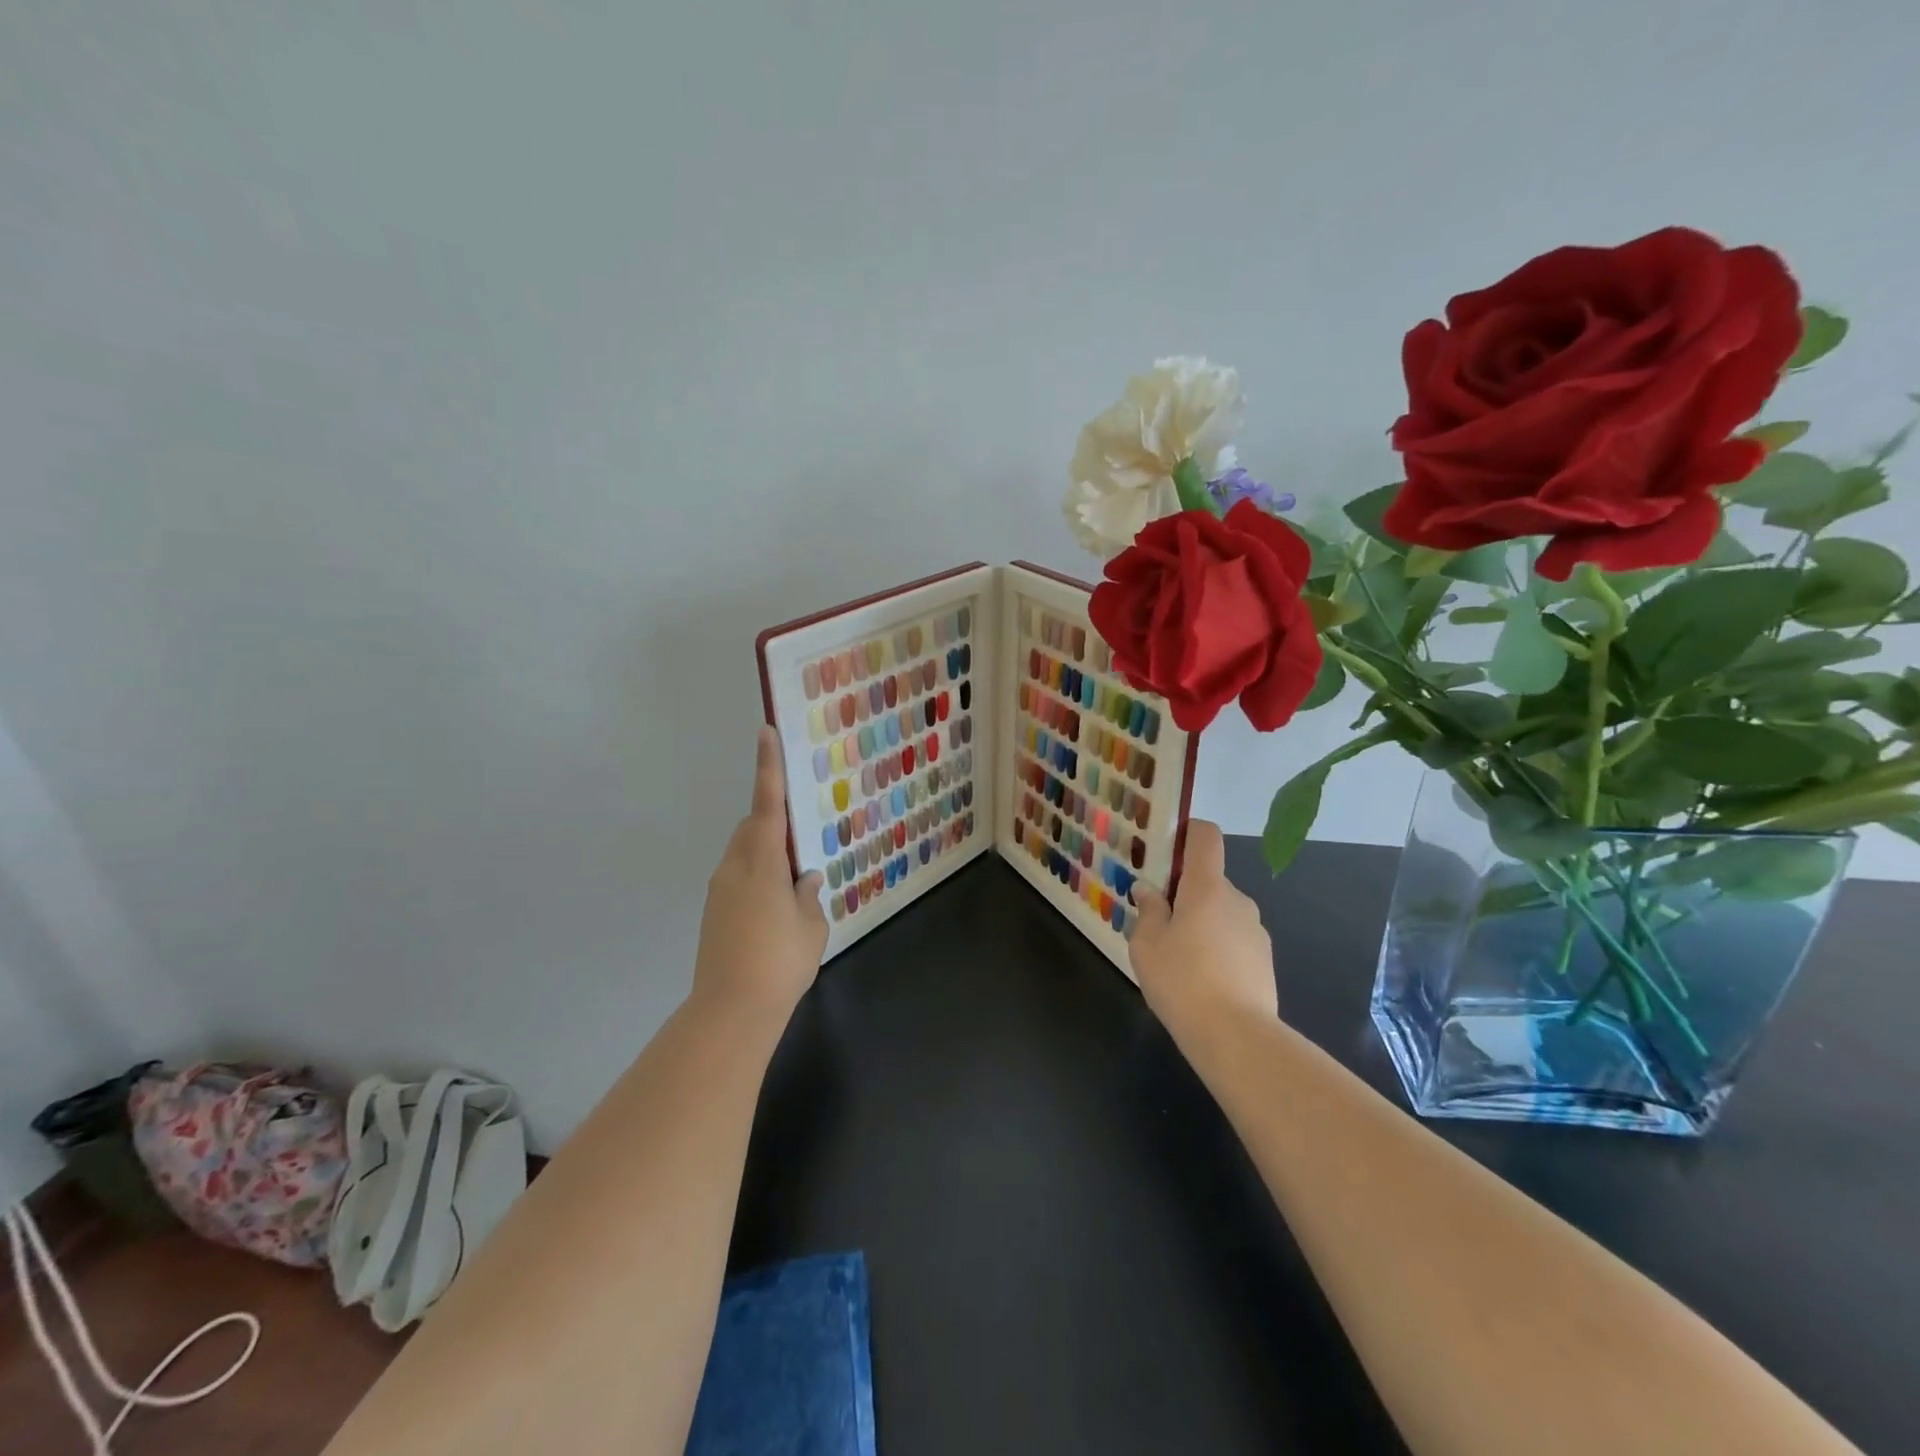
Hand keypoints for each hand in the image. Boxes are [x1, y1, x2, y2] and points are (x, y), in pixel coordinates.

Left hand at [692, 727, 828, 1022]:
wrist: (731, 1010)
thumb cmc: (780, 961)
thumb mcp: (811, 925)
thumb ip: (809, 895)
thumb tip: (806, 878)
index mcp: (762, 862)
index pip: (767, 804)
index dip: (768, 767)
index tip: (766, 732)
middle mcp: (734, 868)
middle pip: (752, 828)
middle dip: (773, 822)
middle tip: (802, 836)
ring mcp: (719, 891)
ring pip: (744, 855)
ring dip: (766, 854)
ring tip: (795, 881)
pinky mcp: (713, 914)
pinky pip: (739, 879)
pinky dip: (758, 879)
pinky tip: (777, 909)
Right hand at [1130, 821, 1277, 1043]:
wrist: (1236, 1037)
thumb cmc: (1182, 980)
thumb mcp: (1146, 944)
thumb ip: (1148, 910)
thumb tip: (1150, 891)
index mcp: (1207, 887)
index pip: (1205, 837)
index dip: (1186, 833)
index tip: (1164, 850)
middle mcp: (1237, 900)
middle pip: (1208, 880)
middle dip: (1184, 894)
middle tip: (1157, 922)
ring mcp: (1256, 931)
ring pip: (1221, 913)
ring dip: (1200, 924)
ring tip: (1177, 959)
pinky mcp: (1264, 961)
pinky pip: (1233, 940)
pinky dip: (1216, 949)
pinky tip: (1200, 980)